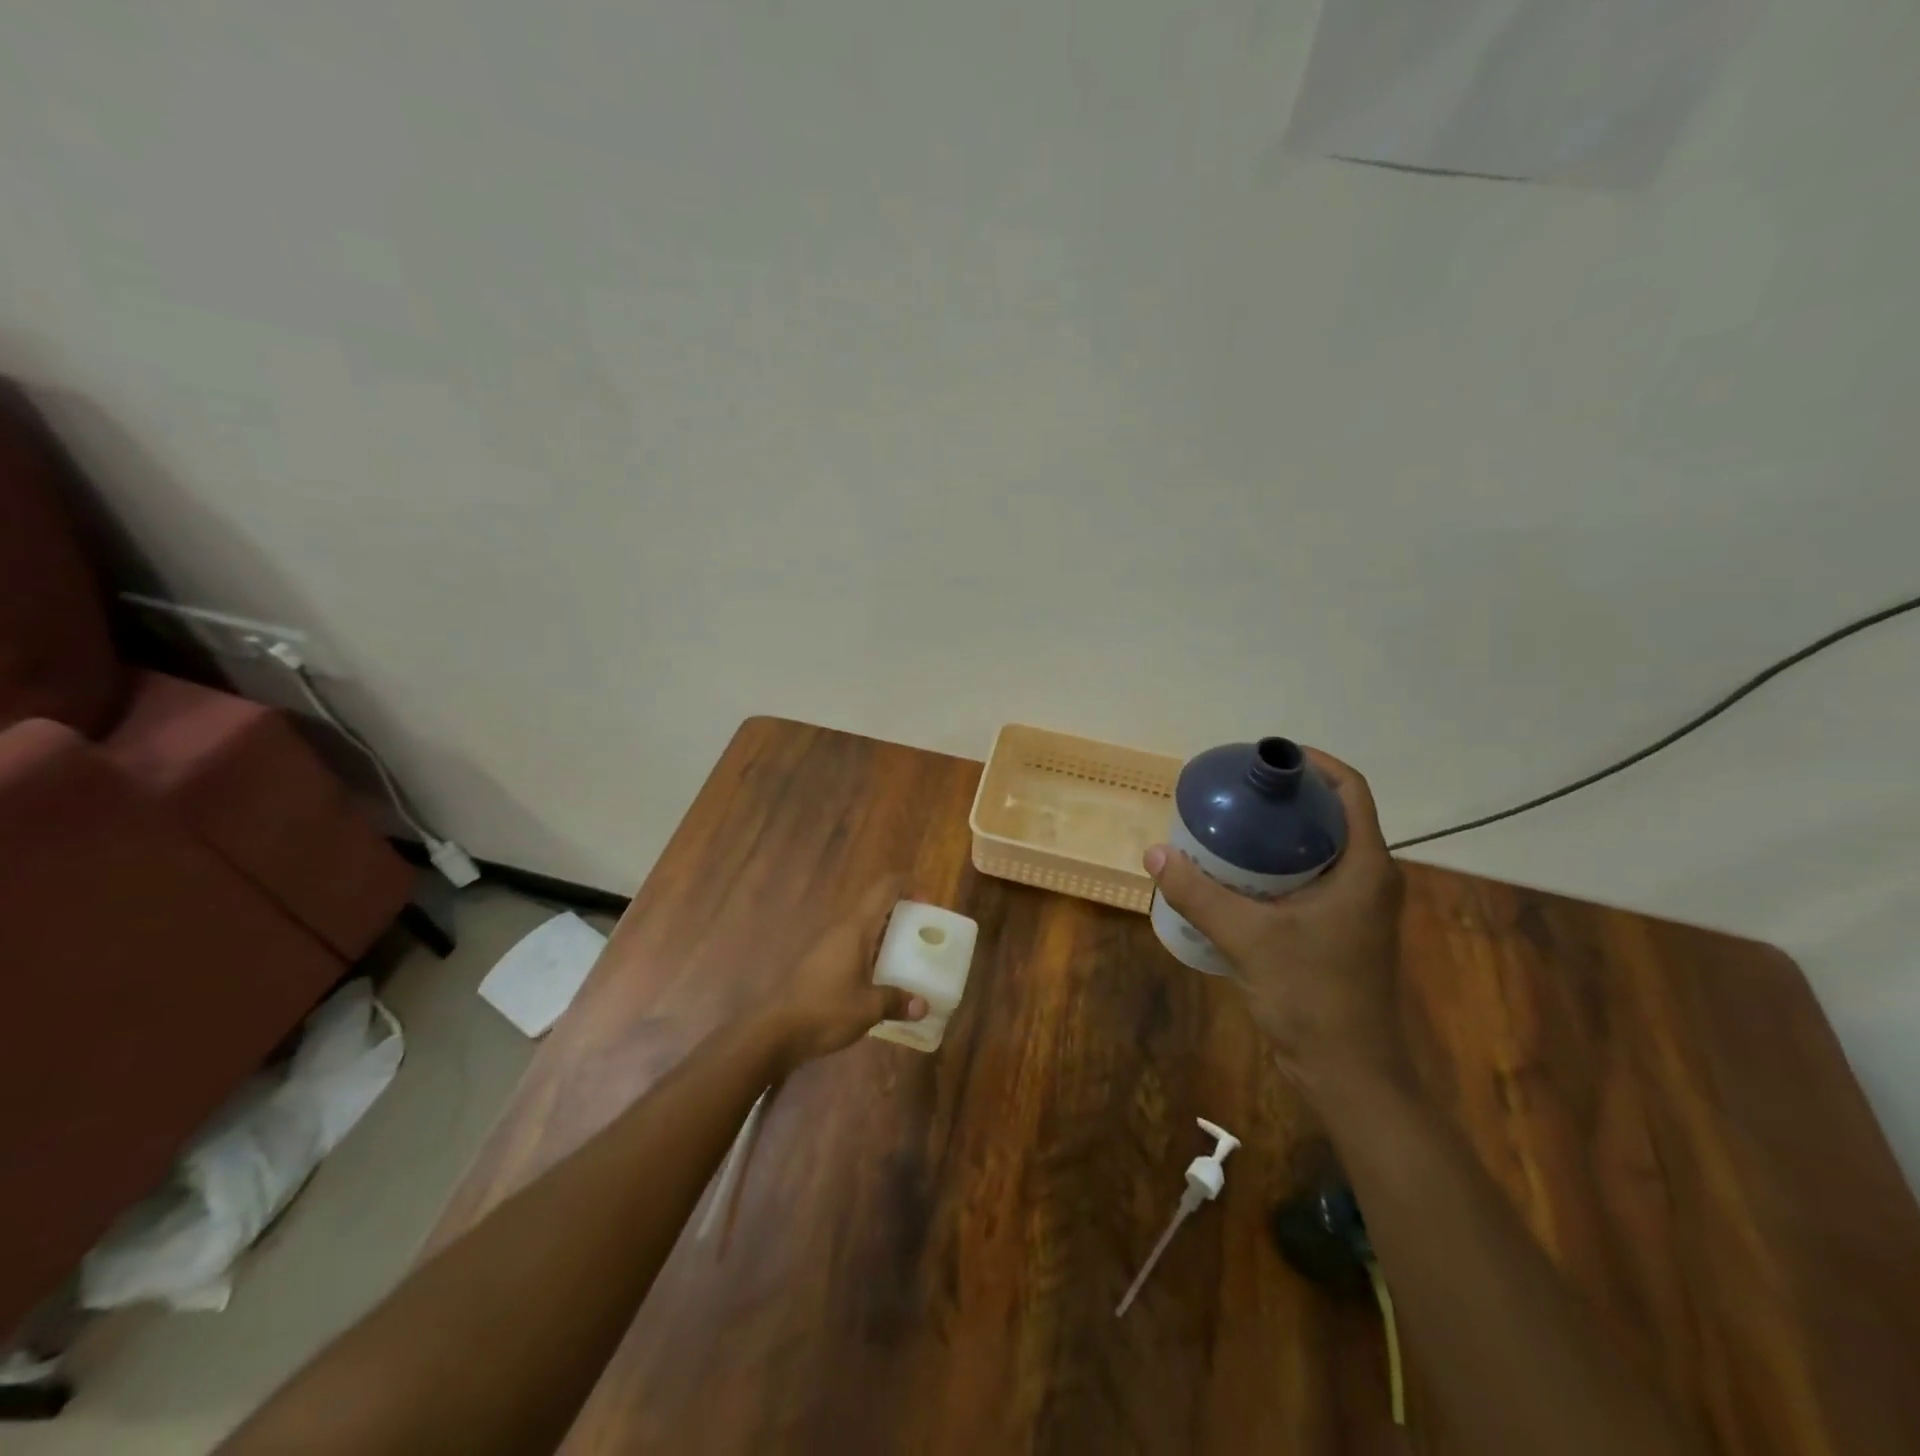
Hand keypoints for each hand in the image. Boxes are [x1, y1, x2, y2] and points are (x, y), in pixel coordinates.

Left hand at [762, 875, 927, 1068]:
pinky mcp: (820, 964)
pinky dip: (872, 952)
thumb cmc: (825, 1011)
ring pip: (864, 928)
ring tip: (909, 956)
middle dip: (901, 913)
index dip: (907, 886)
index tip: (928, 902)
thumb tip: (923, 1005)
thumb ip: (897, 1001)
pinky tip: (882, 978)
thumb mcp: (868, 1009)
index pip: (884, 889)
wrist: (774, 1031)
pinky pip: (854, 946)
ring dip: (886, 934)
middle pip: (875, 906)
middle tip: (924, 933)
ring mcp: (828, 946)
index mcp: (855, 929)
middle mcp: (841, 930)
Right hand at [1145, 748, 1408, 1100]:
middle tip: (1235, 792)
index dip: (1314, 763)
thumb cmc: (1312, 996)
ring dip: (1279, 832)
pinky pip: (1311, 877)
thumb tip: (1154, 853)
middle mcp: (1369, 879)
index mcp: (1366, 868)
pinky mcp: (1340, 930)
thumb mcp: (1248, 938)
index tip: (1266, 759)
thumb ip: (1199, 894)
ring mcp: (1357, 907)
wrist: (1348, 1072)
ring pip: (1320, 848)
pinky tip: (1236, 874)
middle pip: (1332, 815)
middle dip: (1286, 797)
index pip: (1351, 790)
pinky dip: (1277, 865)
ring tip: (1230, 825)